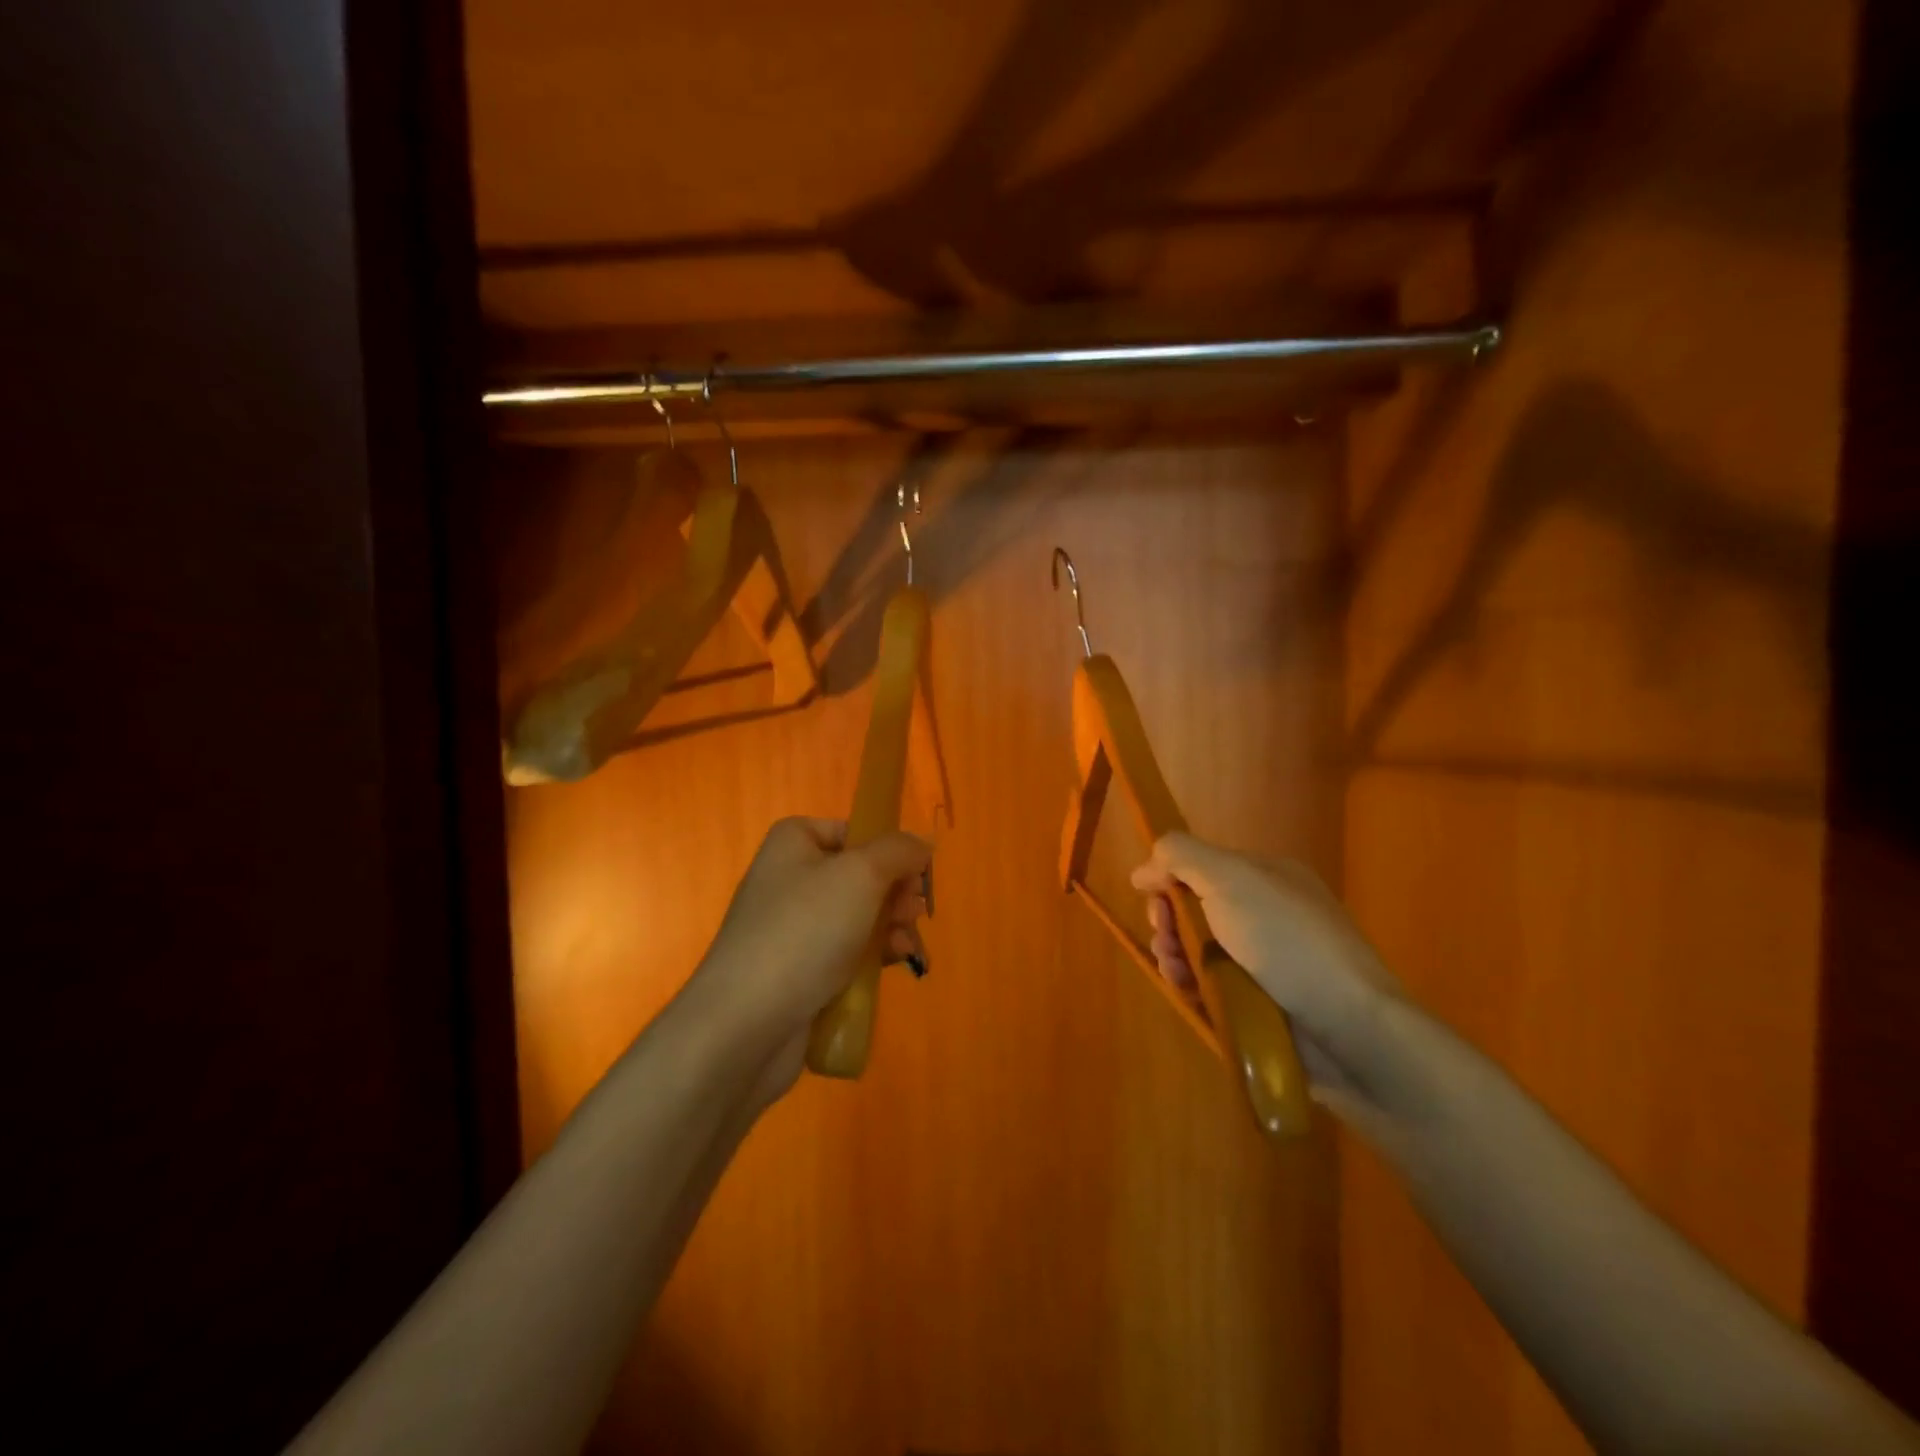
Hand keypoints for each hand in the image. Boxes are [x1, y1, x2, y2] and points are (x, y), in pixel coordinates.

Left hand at [692, 818, 930, 1103]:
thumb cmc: (805, 931)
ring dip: (891, 925)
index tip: (915, 874)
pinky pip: (847, 951)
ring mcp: (792, 926)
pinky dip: (874, 954)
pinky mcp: (798, 968)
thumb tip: (922, 843)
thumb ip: (899, 850)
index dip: (889, 849)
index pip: (853, 831)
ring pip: (859, 915)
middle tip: (914, 912)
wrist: (746, 1023)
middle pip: (861, 874)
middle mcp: (789, 877)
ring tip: (906, 944)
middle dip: (896, 893)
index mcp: (793, 842)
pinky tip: (894, 963)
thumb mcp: (861, 874)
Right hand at [1131, 833, 1405, 1108]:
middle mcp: (1266, 913)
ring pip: (1198, 950)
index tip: (1148, 894)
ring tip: (1175, 970)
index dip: (1169, 877)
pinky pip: (1211, 987)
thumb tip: (1145, 868)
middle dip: (1168, 920)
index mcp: (1266, 877)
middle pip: (1195, 909)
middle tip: (1164, 937)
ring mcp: (1265, 962)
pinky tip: (1187, 991)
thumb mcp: (1230, 878)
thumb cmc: (1286, 940)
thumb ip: (1181, 856)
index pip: (1202, 867)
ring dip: (1174, 954)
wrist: (1349, 1026)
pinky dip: (1192, 986)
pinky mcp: (1260, 1004)